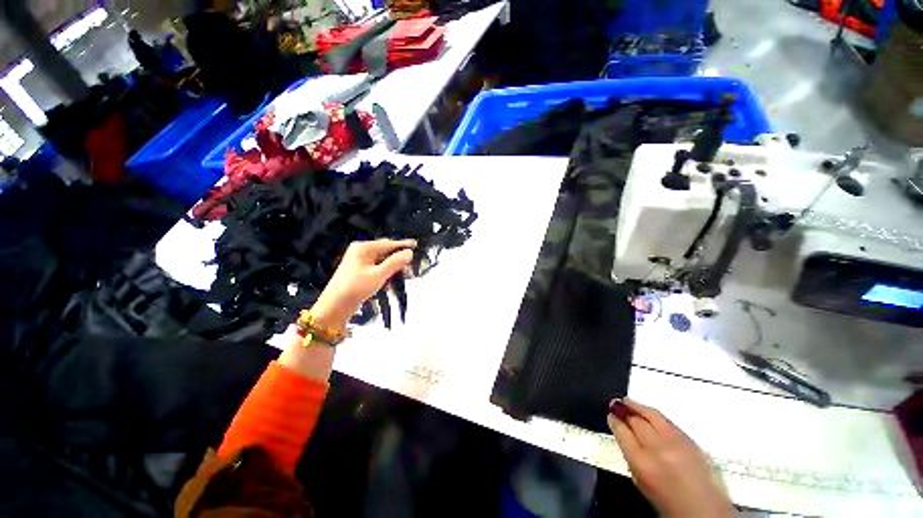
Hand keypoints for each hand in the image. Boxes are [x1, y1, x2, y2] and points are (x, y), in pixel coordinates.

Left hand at [311, 239, 415, 330]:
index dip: (402, 245)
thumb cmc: (355, 288)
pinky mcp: (356, 275)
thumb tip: (408, 253)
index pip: (387, 244)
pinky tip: (389, 283)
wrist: (334, 306)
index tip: (416, 245)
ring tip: (404, 275)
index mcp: (362, 248)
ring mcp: (356, 263)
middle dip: (397, 258)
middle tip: (412, 265)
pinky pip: (373, 270)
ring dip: (391, 268)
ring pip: (379, 262)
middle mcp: (359, 252)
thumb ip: (394, 263)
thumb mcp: (378, 275)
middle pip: (383, 251)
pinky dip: (383, 274)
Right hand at [608, 399, 732, 517]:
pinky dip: (656, 415)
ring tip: (631, 401)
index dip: (617, 424)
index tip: (611, 414)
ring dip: (641, 407)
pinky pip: (668, 421)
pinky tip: (652, 414)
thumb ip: (636, 464)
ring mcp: (676, 439)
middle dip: (628, 411)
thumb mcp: (642, 485)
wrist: (699, 500)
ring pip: (655, 416)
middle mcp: (659, 447)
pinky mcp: (688, 437)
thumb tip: (631, 447)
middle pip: (640, 422)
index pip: (626, 436)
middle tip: (616, 403)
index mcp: (643, 463)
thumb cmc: (667, 501)